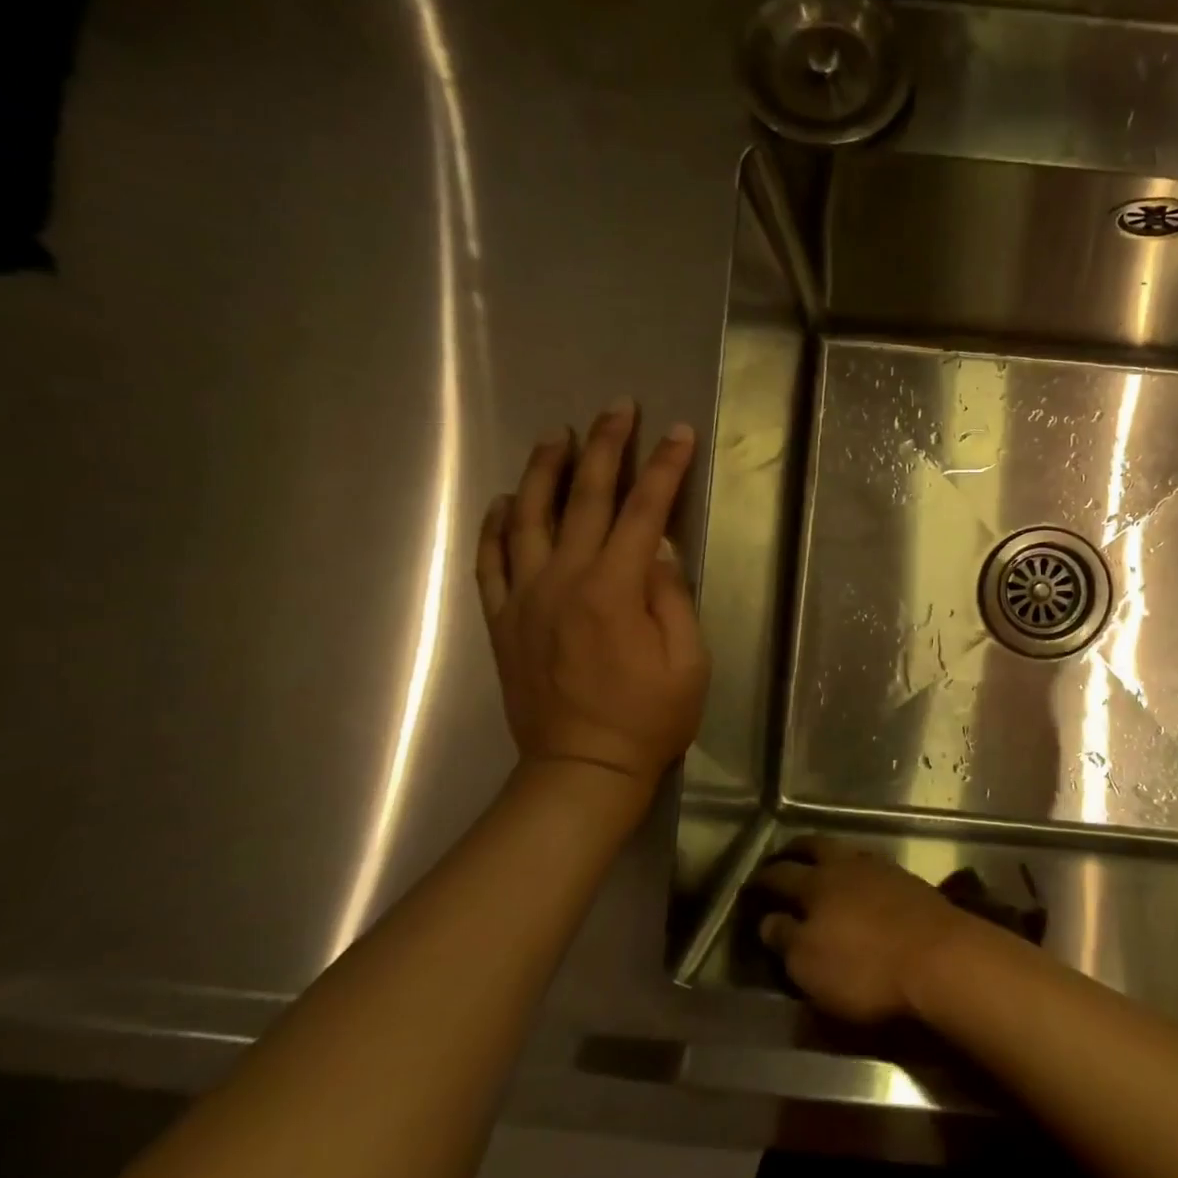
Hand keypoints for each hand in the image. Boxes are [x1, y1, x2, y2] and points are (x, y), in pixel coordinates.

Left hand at [475, 402, 709, 791]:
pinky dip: (493, 526)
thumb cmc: (649, 718)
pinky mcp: (501, 620)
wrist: (582, 768)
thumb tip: (660, 549)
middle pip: (585, 498)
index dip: (664, 468)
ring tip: (556, 435)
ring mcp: (525, 597)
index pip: (645, 511)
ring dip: (543, 470)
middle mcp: (564, 579)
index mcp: (615, 588)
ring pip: (527, 517)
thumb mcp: (688, 660)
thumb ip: (672, 597)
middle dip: (605, 447)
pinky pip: (489, 562)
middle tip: (617, 409)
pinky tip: (503, 501)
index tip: (677, 432)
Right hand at [754, 837, 983, 1024]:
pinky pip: (871, 866)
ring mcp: (881, 868)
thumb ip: (785, 939)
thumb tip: (768, 920)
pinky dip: (856, 869)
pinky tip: (859, 883)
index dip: (762, 880)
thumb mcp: (810, 966)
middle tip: (782, 857)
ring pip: (845, 852)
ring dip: (828, 856)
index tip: (750, 885)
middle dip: (795, 850)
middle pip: (815, 847)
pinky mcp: (908, 881)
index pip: (780, 875)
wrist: (939, 957)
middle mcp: (846, 865)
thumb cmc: (865, 968)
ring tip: (821, 866)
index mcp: (815, 884)